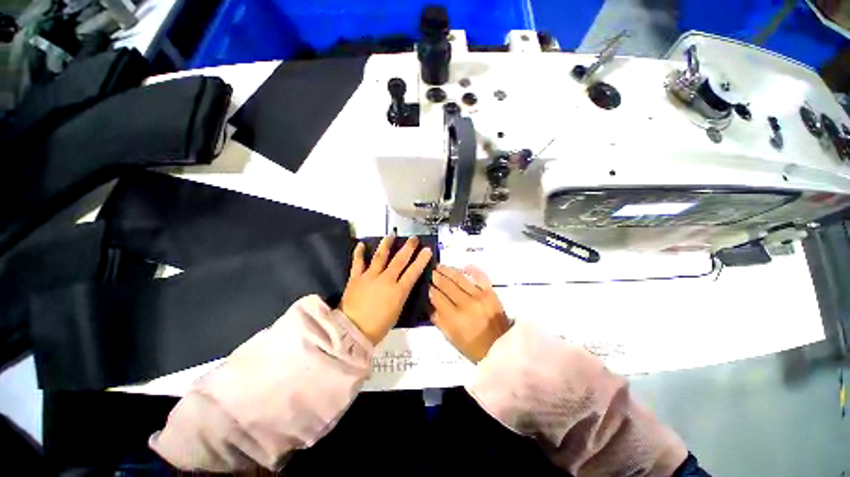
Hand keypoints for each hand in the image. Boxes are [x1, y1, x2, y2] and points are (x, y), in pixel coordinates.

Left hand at [340, 236, 432, 344]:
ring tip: (391, 235)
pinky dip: (359, 253)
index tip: (427, 250)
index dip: (421, 260)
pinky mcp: (356, 278)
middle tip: (413, 239)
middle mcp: (386, 280)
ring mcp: (370, 277)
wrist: (352, 332)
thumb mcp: (397, 311)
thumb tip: (403, 284)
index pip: (413, 272)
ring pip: (380, 256)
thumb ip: (400, 295)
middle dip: (408, 248)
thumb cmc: (378, 327)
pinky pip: (358, 262)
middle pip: (399, 260)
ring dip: (386, 244)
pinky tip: (361, 244)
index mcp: (398, 291)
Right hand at [429, 264, 509, 362]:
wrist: (502, 349)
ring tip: (439, 266)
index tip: (423, 282)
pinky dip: (472, 270)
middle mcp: (466, 304)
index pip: (436, 297)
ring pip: (459, 278)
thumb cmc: (473, 347)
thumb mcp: (451, 338)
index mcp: (455, 318)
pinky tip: (465, 266)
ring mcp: (480, 296)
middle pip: (446, 284)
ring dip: (448, 270)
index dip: (428, 288)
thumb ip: (438, 319)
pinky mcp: (491, 292)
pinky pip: (480, 276)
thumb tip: (428, 302)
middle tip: (429, 270)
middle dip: (435, 276)